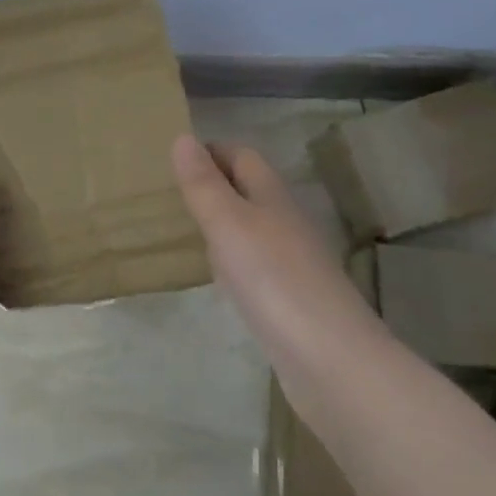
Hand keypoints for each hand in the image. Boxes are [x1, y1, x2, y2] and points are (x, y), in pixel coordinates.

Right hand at [171, 135, 362, 349]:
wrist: (329, 358)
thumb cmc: (273, 279)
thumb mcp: (228, 224)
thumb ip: (204, 184)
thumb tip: (183, 137)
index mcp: (272, 196)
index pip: (242, 156)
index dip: (210, 151)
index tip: (171, 159)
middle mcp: (285, 222)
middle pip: (248, 190)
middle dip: (212, 184)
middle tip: (167, 193)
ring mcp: (291, 261)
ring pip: (250, 227)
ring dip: (220, 222)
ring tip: (180, 228)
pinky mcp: (289, 297)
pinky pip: (254, 264)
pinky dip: (230, 259)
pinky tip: (214, 275)